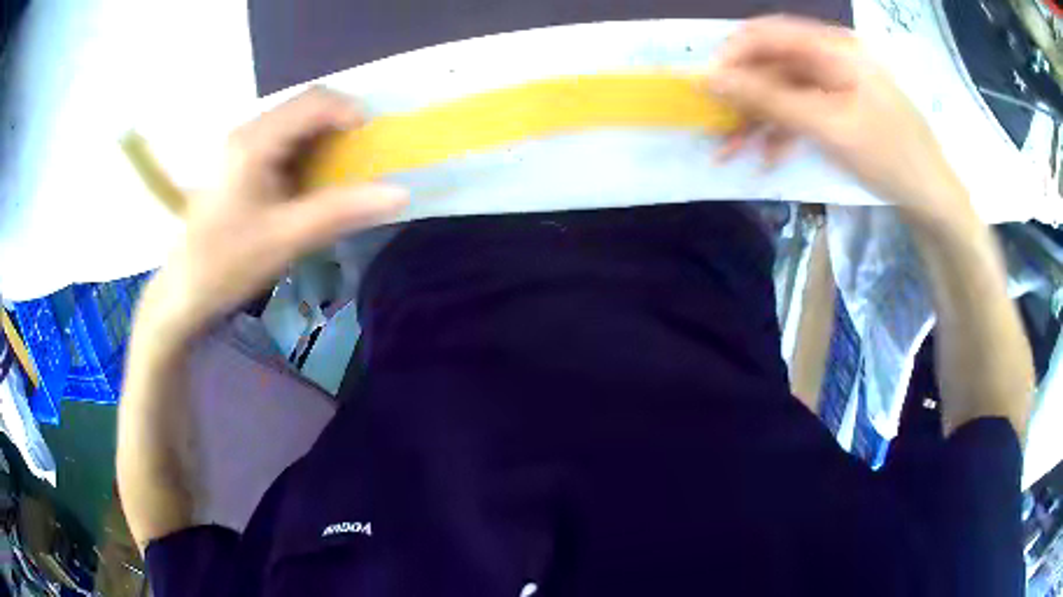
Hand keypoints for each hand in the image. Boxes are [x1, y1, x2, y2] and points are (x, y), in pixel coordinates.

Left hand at [142, 88, 407, 338]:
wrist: (184, 290)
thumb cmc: (228, 263)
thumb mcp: (287, 238)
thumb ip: (342, 211)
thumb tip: (399, 193)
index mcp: (254, 142)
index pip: (313, 101)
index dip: (351, 111)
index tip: (375, 142)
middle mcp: (247, 132)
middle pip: (305, 106)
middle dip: (340, 125)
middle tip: (363, 158)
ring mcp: (241, 146)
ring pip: (294, 123)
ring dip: (324, 140)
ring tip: (342, 172)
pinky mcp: (239, 162)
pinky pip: (282, 142)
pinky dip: (306, 153)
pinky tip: (310, 183)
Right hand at [705, 15, 971, 222]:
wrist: (933, 199)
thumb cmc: (890, 158)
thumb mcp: (828, 127)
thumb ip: (769, 99)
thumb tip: (711, 78)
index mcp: (833, 48)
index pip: (767, 34)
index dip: (732, 56)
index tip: (707, 88)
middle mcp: (832, 56)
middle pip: (773, 64)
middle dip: (743, 96)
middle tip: (718, 128)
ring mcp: (837, 83)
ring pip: (784, 90)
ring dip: (758, 119)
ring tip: (734, 153)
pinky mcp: (841, 107)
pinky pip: (802, 109)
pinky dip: (782, 131)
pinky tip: (769, 157)